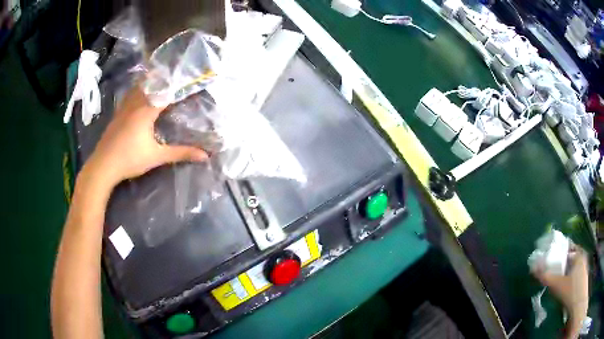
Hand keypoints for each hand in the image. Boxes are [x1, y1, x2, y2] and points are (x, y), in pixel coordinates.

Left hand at [83, 86, 206, 187]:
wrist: (103, 166)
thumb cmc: (130, 159)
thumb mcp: (156, 157)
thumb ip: (180, 153)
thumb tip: (205, 156)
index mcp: (146, 110)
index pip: (166, 91)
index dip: (178, 85)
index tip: (190, 80)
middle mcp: (135, 104)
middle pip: (151, 84)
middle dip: (164, 78)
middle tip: (177, 74)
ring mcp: (124, 107)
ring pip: (138, 87)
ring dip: (150, 81)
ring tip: (161, 78)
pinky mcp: (117, 113)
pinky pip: (130, 95)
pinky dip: (138, 89)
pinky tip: (140, 92)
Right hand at [532, 244, 588, 337]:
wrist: (578, 303)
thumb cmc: (571, 291)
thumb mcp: (557, 284)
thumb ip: (545, 276)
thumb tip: (533, 267)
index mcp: (578, 253)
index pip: (567, 245)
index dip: (558, 249)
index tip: (549, 256)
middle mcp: (582, 256)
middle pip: (569, 256)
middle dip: (560, 262)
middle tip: (551, 270)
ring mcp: (583, 267)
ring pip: (571, 266)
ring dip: (563, 271)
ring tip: (555, 280)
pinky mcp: (581, 278)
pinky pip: (573, 273)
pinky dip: (567, 277)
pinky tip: (562, 287)